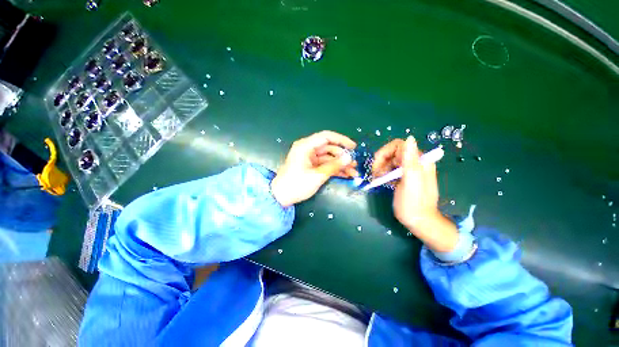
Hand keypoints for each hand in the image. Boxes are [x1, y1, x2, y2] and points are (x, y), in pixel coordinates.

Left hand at [271, 131, 357, 206]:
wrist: (281, 197)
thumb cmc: (296, 184)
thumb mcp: (317, 176)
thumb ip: (334, 166)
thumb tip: (349, 158)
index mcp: (306, 146)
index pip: (326, 137)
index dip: (341, 140)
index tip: (353, 147)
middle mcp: (308, 149)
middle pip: (329, 148)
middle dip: (343, 156)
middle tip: (355, 164)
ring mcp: (310, 158)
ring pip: (329, 157)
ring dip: (340, 164)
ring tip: (353, 172)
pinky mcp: (311, 166)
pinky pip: (325, 164)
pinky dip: (334, 169)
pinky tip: (345, 174)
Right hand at [373, 136, 457, 251]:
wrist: (419, 222)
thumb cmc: (413, 204)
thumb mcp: (411, 182)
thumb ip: (410, 161)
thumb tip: (410, 138)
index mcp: (419, 161)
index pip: (399, 145)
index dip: (386, 152)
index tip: (377, 165)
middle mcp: (415, 162)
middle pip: (393, 152)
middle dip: (381, 161)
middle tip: (375, 174)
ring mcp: (409, 170)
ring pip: (390, 160)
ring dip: (381, 167)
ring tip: (377, 178)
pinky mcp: (403, 177)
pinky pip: (391, 169)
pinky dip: (384, 173)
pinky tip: (381, 180)